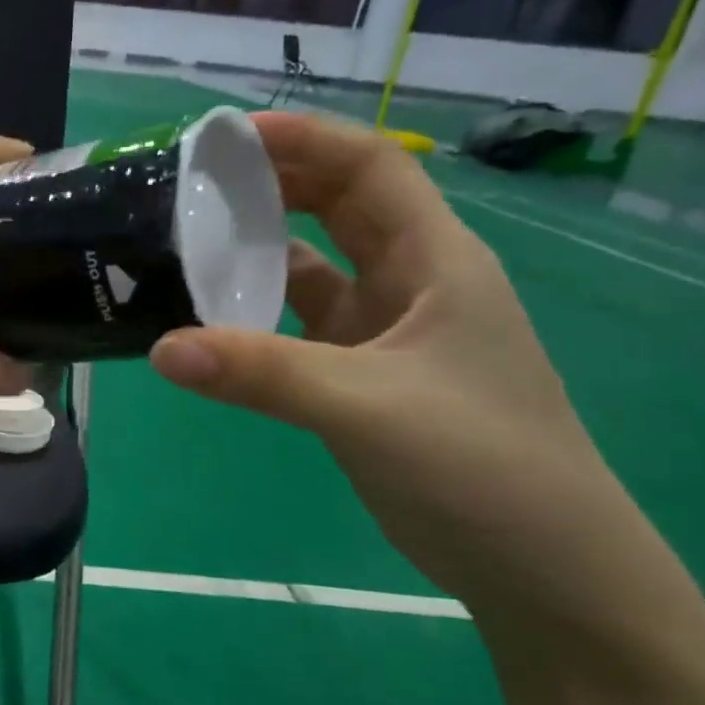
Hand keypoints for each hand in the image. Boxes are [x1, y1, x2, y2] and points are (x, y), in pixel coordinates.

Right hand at [150, 113, 622, 609]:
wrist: (541, 568)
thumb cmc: (480, 465)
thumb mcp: (366, 407)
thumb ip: (262, 373)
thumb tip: (163, 347)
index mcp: (436, 261)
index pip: (369, 168)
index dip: (302, 139)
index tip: (225, 137)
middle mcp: (411, 282)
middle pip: (338, 206)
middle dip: (272, 182)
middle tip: (191, 182)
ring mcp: (387, 331)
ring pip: (314, 266)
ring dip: (260, 248)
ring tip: (188, 240)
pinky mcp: (362, 375)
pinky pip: (300, 323)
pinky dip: (258, 312)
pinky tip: (212, 317)